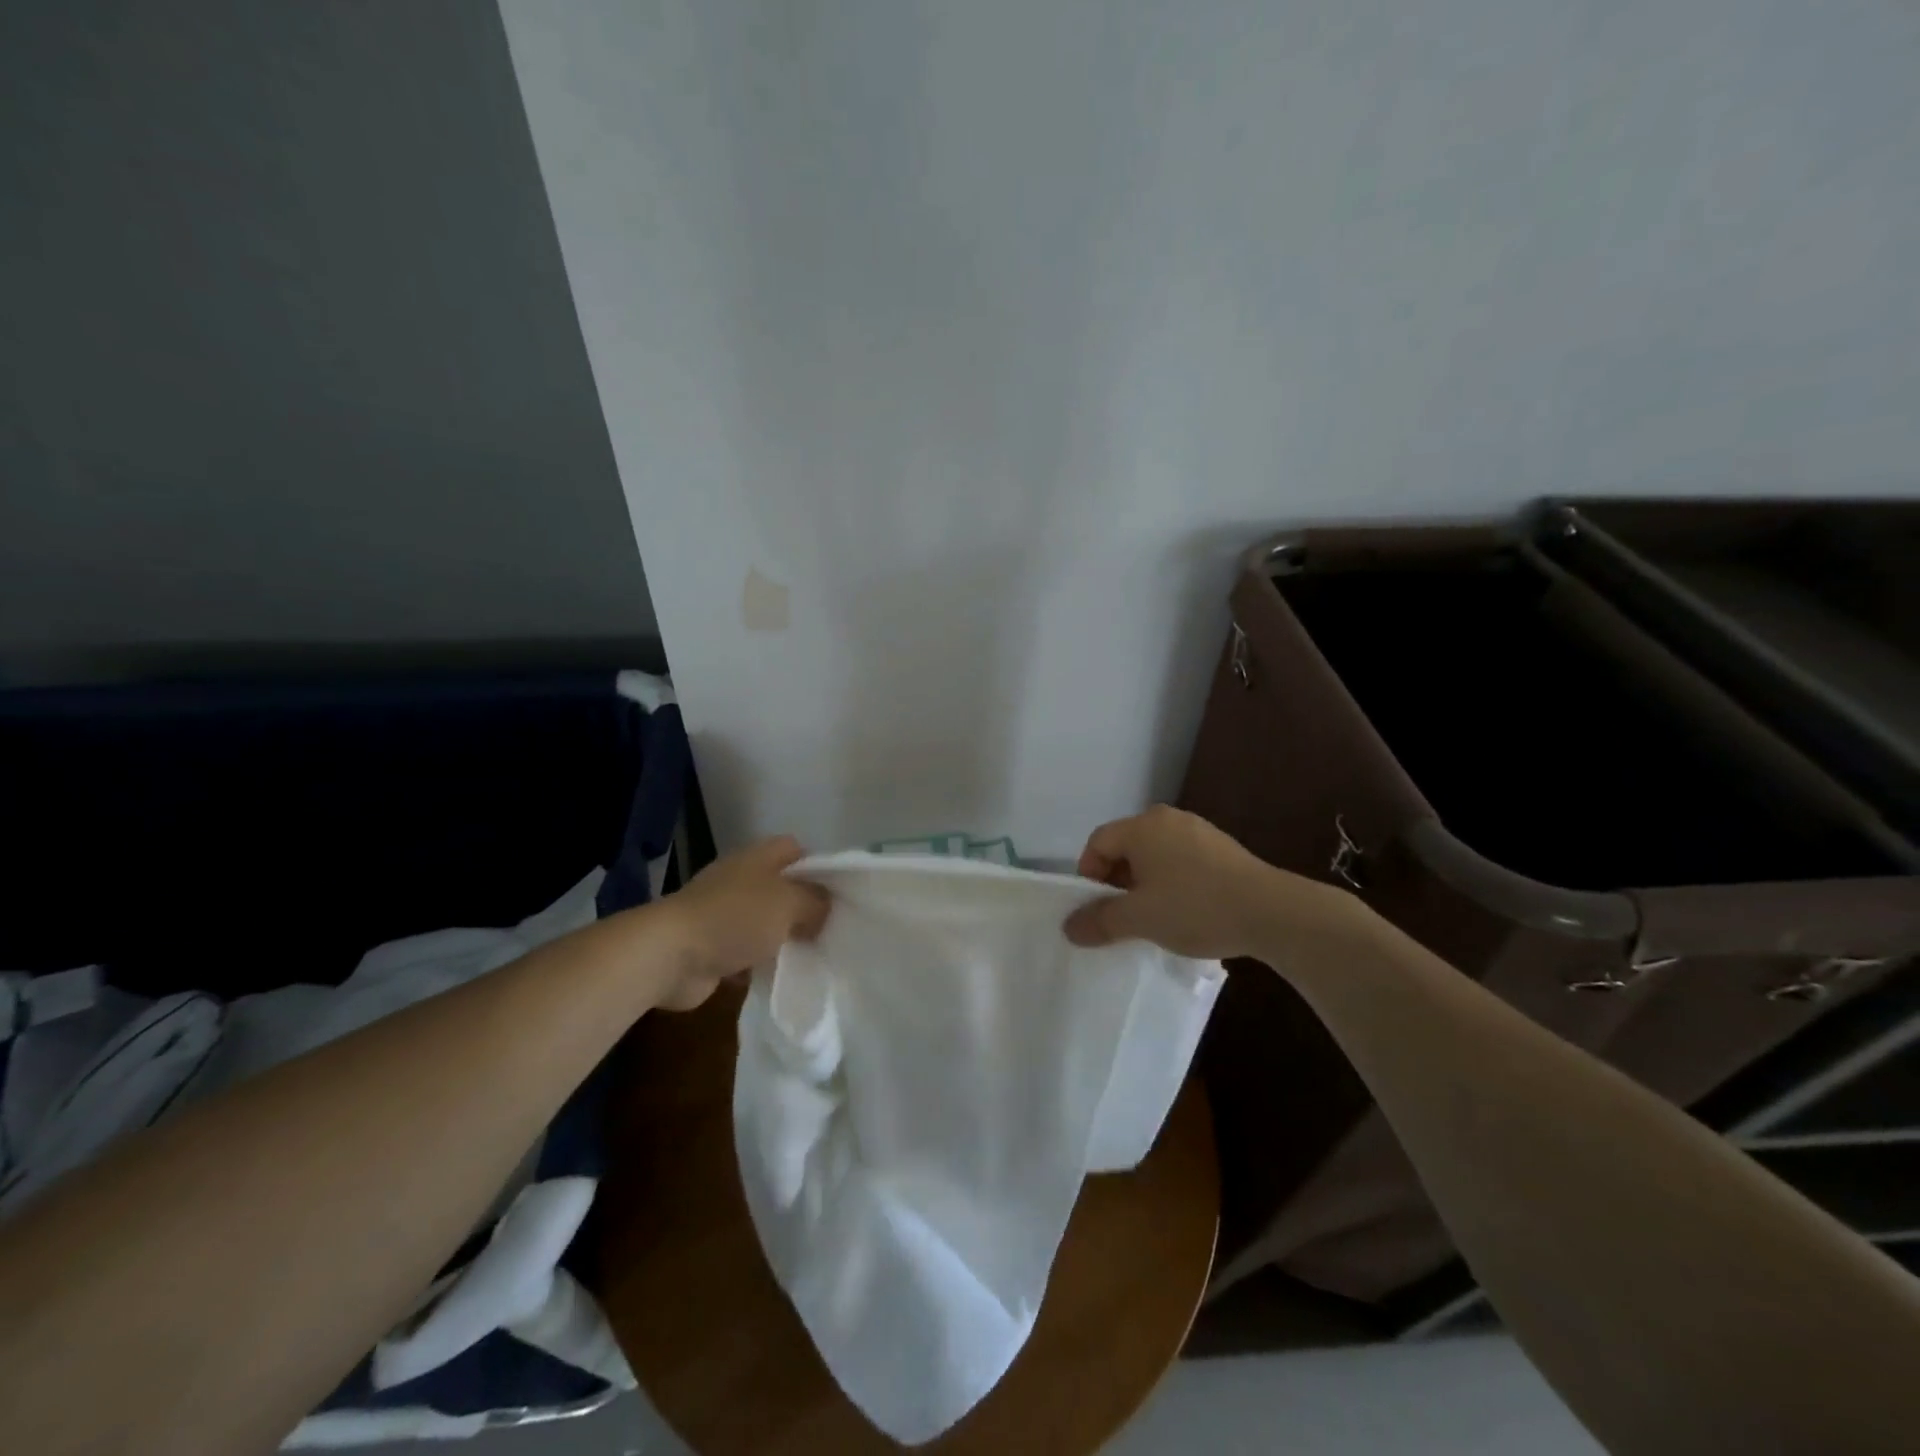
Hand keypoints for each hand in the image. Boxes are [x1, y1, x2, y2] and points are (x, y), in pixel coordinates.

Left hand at [655, 836, 831, 1010]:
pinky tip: (781, 976)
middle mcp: (739, 879)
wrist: (669, 955)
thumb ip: (815, 902)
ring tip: (814, 955)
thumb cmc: (734, 917)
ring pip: (765, 921)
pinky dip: (760, 963)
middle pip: (781, 887)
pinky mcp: (711, 947)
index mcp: (757, 858)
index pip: (794, 849)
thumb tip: (825, 909)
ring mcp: (722, 913)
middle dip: (804, 906)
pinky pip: (746, 952)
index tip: (839, 892)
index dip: (817, 865)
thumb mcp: (788, 903)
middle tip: (831, 927)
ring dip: (783, 938)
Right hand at [1062, 805, 1348, 960]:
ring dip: (1145, 884)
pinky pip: (1182, 861)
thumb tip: (1069, 927)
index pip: (1098, 842)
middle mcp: (1167, 819)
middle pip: (1126, 846)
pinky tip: (1186, 911)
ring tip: (1154, 917)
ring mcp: (1199, 831)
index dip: (1088, 875)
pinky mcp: (1223, 849)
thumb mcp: (1140, 918)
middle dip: (1116, 881)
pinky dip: (1172, 883)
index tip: (1096, 909)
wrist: (1271, 912)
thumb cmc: (1195, 907)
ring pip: (1155, 855)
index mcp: (1142, 826)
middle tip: (1121, 915)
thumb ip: (1100, 920)